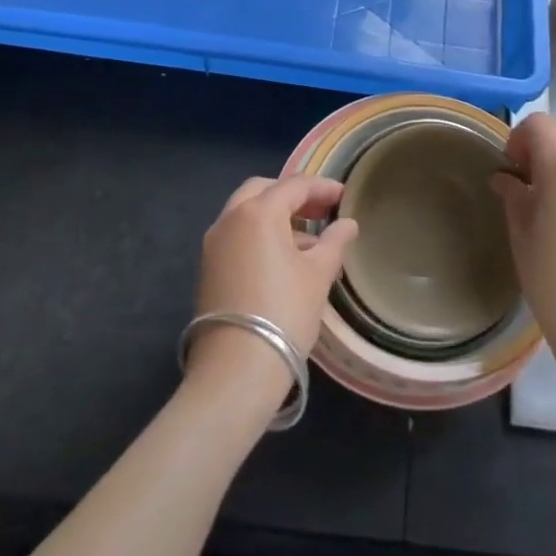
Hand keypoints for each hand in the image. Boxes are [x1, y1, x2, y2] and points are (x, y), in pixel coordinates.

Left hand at [187, 175, 357, 409]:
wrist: (235, 370)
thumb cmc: (284, 312)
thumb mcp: (318, 275)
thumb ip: (334, 242)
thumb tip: (347, 224)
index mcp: (258, 212)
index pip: (294, 185)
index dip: (322, 187)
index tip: (344, 196)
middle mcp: (230, 218)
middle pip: (263, 190)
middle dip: (293, 196)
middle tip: (320, 211)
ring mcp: (214, 244)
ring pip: (246, 214)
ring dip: (276, 217)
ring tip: (308, 241)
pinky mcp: (207, 268)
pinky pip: (237, 236)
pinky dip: (259, 236)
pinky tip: (283, 261)